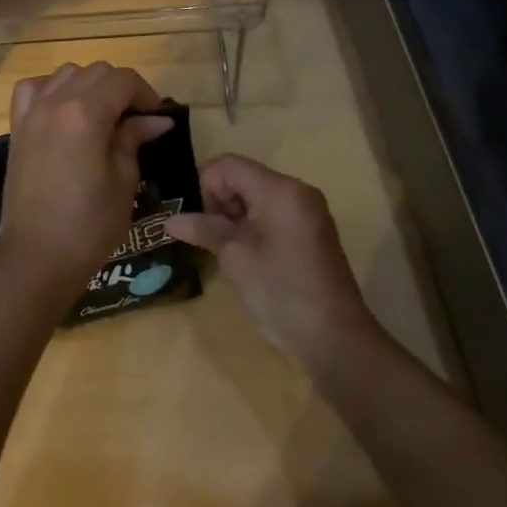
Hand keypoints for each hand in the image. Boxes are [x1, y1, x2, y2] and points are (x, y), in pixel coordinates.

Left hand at [0, 62, 172, 307]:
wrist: (36, 257)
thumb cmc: (88, 225)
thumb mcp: (123, 181)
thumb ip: (133, 139)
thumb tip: (156, 119)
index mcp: (85, 113)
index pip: (123, 80)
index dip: (146, 94)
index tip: (157, 119)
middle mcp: (55, 101)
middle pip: (96, 72)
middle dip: (121, 89)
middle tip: (135, 122)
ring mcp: (32, 112)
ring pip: (66, 74)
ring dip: (89, 86)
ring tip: (102, 117)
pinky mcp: (17, 127)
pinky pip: (33, 89)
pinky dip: (52, 90)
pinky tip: (64, 112)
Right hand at [166, 154, 377, 363]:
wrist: (335, 342)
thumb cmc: (281, 292)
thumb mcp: (235, 257)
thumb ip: (203, 228)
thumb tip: (170, 220)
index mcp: (280, 189)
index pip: (228, 165)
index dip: (201, 183)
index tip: (188, 215)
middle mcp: (296, 192)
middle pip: (242, 178)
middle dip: (216, 200)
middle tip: (199, 233)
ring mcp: (306, 213)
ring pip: (255, 197)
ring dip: (231, 215)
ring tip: (215, 246)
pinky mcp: (309, 234)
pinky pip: (270, 215)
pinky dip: (249, 226)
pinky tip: (238, 253)